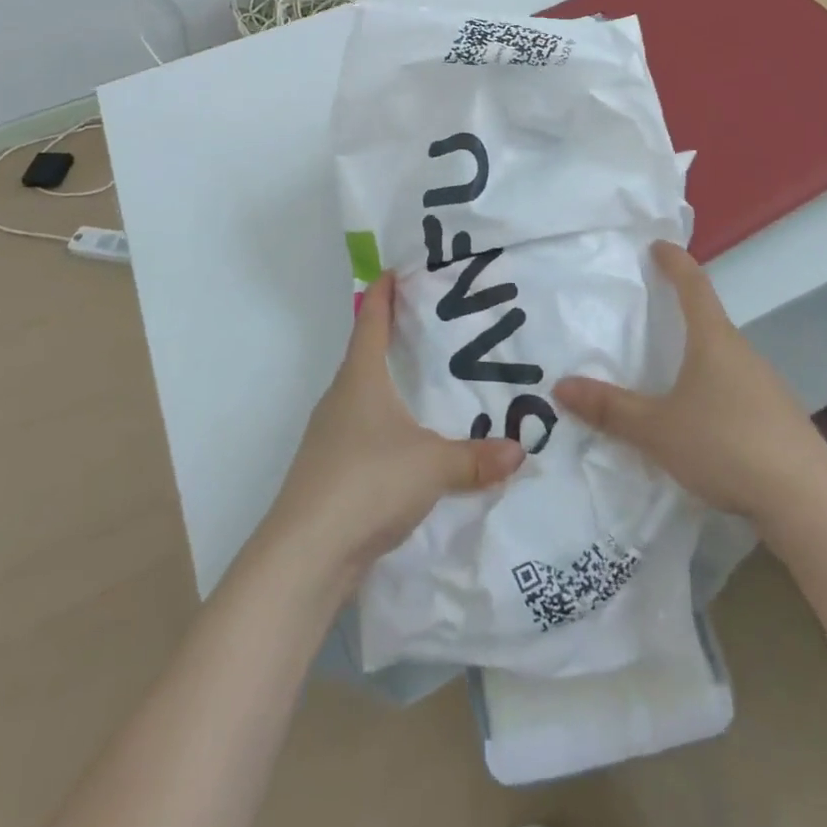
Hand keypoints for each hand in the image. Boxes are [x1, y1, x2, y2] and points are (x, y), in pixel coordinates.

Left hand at [262, 274, 525, 590]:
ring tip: (429, 383)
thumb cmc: (367, 483)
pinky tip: (411, 444)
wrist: (305, 556)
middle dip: (394, 337)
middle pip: (366, 355)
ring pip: (364, 396)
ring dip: (390, 385)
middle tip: (433, 325)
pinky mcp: (331, 472)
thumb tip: (521, 450)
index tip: (396, 270)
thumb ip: (476, 458)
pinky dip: (387, 425)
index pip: (370, 321)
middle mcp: (340, 398)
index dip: (383, 294)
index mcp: (360, 379)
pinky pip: (365, 433)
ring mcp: (330, 437)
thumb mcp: (432, 467)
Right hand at [554, 241, 826, 531]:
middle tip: (652, 314)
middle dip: (682, 312)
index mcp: (714, 341)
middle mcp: (742, 354)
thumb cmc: (725, 444)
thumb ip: (610, 409)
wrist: (807, 501)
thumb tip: (561, 386)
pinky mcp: (777, 420)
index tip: (658, 246)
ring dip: (698, 357)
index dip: (674, 262)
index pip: (693, 285)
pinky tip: (701, 422)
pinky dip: (713, 391)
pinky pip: (736, 390)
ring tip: (668, 373)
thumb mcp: (657, 429)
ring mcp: (765, 387)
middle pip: (710, 321)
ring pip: (724, 359)